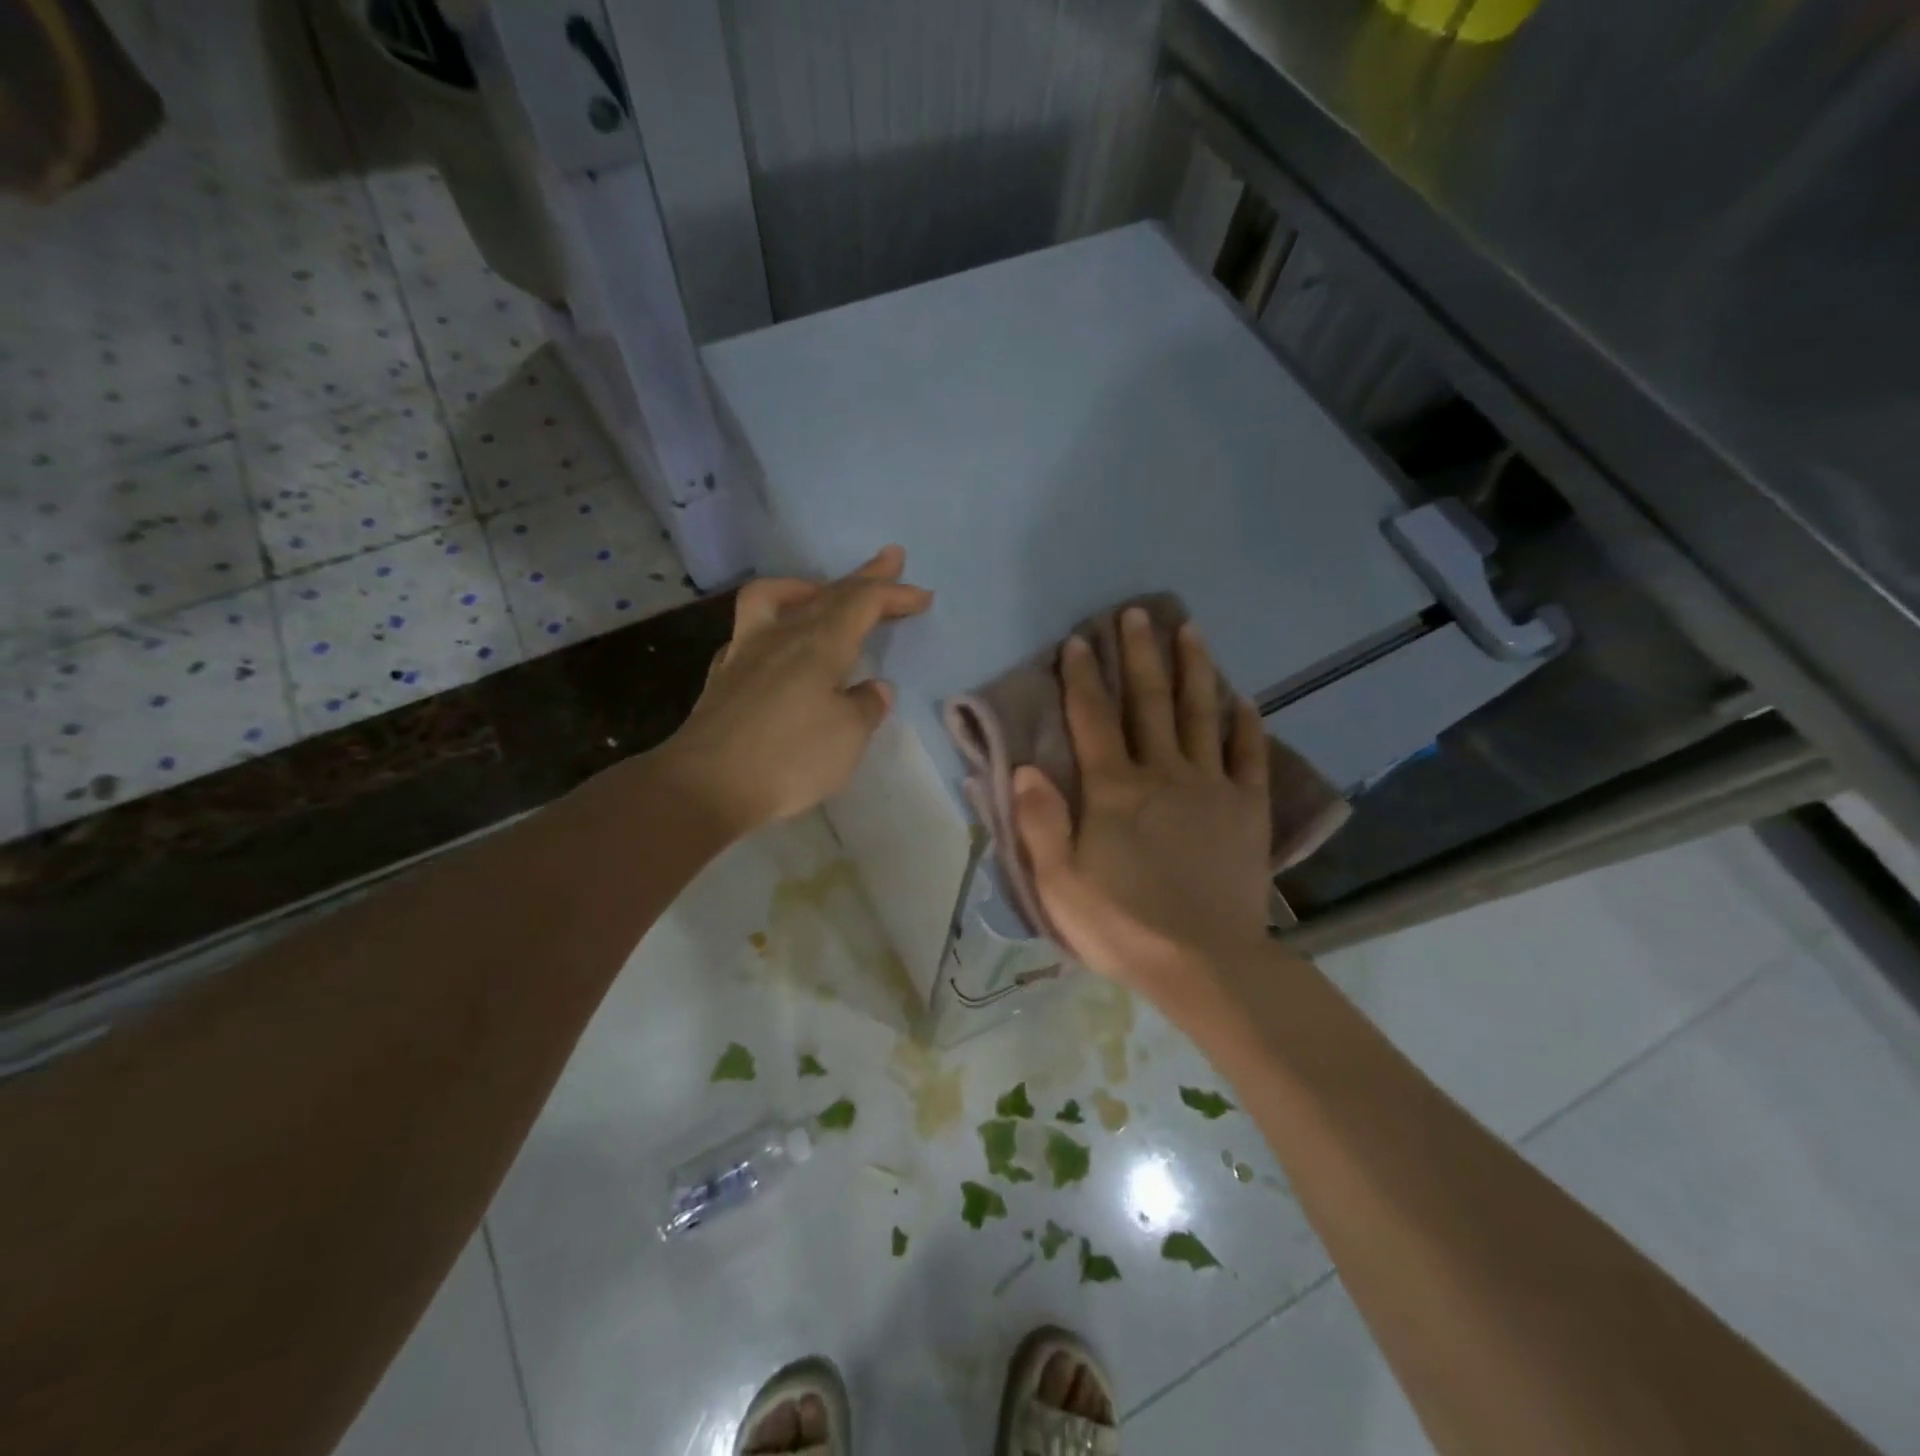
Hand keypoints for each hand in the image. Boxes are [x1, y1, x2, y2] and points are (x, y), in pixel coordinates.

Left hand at [659, 546, 931, 833]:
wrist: (705, 785)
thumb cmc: (789, 758)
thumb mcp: (847, 737)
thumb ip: (865, 706)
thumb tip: (875, 687)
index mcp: (819, 646)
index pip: (863, 604)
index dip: (894, 594)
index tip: (923, 595)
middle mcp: (782, 638)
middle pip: (828, 594)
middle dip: (864, 577)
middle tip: (890, 560)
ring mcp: (745, 653)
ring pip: (777, 599)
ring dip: (807, 588)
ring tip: (820, 592)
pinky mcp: (723, 677)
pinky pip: (750, 630)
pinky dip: (773, 624)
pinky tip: (776, 643)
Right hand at [1013, 608, 1271, 994]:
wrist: (1204, 963)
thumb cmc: (1122, 925)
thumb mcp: (1059, 882)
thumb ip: (1040, 821)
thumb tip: (1025, 767)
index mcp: (1113, 789)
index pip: (1092, 719)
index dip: (1083, 677)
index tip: (1080, 641)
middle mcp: (1162, 773)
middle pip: (1148, 702)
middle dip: (1140, 654)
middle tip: (1137, 613)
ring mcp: (1211, 787)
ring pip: (1199, 715)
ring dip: (1193, 670)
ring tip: (1190, 630)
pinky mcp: (1247, 809)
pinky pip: (1249, 756)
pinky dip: (1245, 724)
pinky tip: (1243, 699)